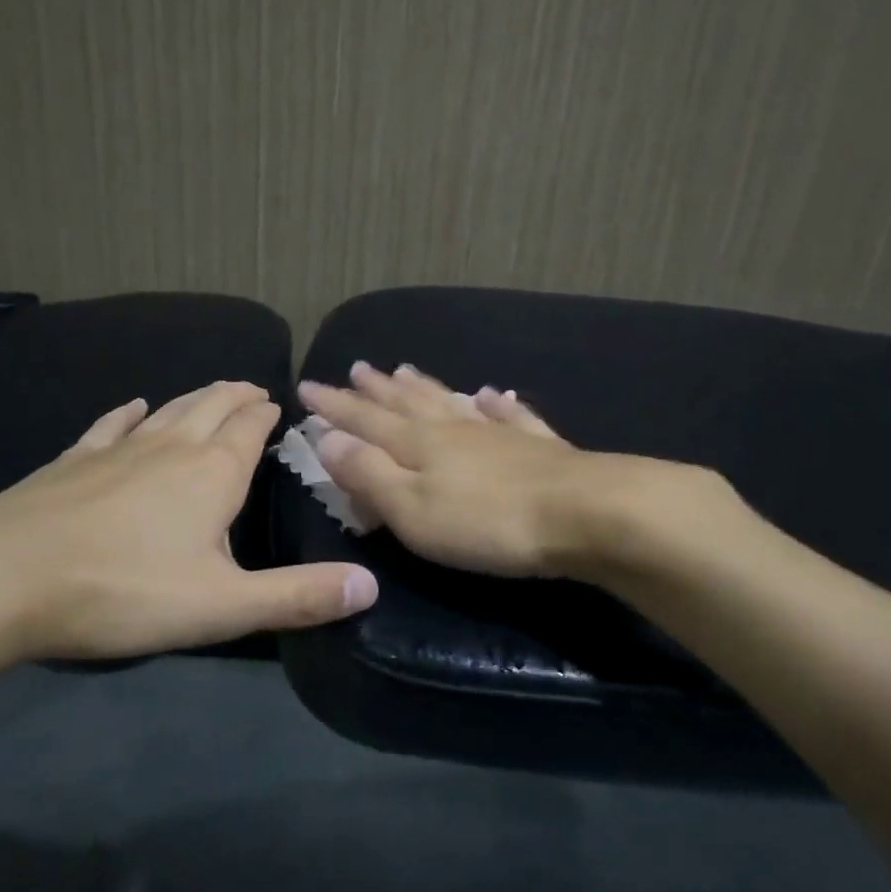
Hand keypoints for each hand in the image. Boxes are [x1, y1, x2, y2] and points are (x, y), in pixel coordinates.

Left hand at [0, 381, 377, 663]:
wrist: (5, 576)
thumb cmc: (125, 590)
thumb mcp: (222, 606)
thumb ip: (298, 596)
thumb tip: (370, 585)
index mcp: (212, 474)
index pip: (249, 430)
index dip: (266, 415)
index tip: (277, 404)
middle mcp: (170, 448)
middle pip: (211, 408)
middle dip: (236, 396)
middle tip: (252, 388)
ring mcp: (118, 450)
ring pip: (168, 411)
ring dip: (195, 397)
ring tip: (212, 390)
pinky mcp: (73, 461)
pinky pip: (109, 426)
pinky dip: (127, 412)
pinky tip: (131, 405)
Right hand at [297, 363, 604, 574]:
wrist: (582, 513)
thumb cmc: (486, 523)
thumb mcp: (412, 509)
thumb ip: (368, 473)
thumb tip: (327, 438)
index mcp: (418, 445)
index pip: (364, 420)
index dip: (334, 406)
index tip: (308, 385)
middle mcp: (453, 430)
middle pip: (407, 404)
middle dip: (376, 389)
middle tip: (356, 368)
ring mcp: (497, 433)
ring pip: (451, 402)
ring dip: (425, 387)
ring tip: (405, 370)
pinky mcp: (538, 446)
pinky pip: (510, 415)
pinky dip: (497, 403)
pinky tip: (494, 393)